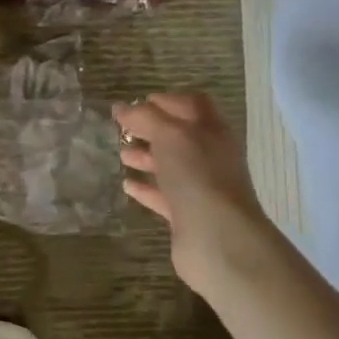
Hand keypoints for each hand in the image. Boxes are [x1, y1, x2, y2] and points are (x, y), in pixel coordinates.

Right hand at [114, 94, 271, 291]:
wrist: (218, 238)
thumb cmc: (197, 176)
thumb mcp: (170, 136)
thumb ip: (145, 118)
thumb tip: (120, 108)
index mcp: (212, 131)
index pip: (192, 104)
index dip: (166, 100)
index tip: (136, 103)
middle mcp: (209, 156)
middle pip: (179, 135)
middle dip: (151, 129)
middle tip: (121, 129)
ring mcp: (199, 187)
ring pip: (170, 166)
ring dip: (146, 157)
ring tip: (121, 155)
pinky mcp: (186, 215)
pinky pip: (163, 196)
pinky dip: (145, 188)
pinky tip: (127, 185)